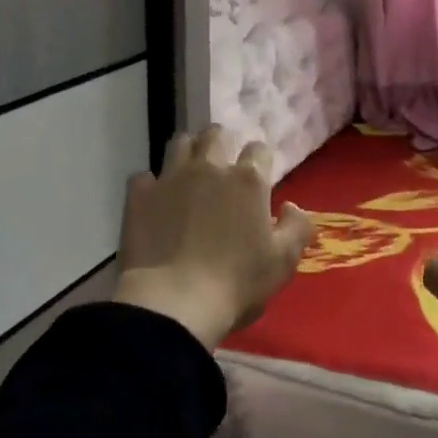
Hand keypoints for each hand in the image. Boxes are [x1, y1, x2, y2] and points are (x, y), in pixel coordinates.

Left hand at [112, 125, 312, 349]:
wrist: (173, 303)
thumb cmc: (237, 283)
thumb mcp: (284, 261)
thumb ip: (297, 227)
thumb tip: (291, 206)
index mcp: (248, 180)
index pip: (259, 149)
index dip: (261, 160)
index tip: (259, 178)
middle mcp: (210, 168)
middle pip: (216, 134)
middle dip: (222, 144)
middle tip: (222, 167)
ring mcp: (171, 178)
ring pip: (180, 143)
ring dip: (188, 152)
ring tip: (190, 174)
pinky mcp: (139, 196)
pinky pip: (144, 176)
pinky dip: (152, 185)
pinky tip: (156, 202)